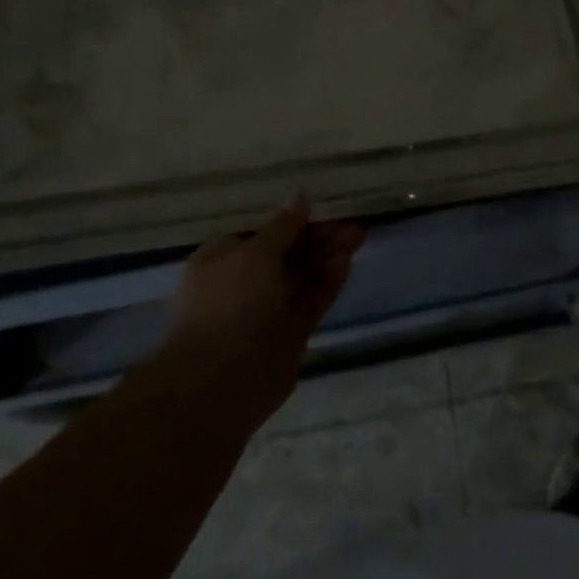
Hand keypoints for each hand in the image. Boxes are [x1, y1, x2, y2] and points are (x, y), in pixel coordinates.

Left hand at [164, 197, 363, 425]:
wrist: (220, 381)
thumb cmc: (230, 302)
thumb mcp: (256, 252)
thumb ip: (283, 226)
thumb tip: (300, 196)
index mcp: (225, 258)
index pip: (264, 231)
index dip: (294, 219)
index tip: (323, 207)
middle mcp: (245, 282)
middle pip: (289, 252)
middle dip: (319, 236)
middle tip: (351, 221)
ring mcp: (268, 309)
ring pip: (304, 275)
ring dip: (329, 255)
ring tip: (358, 234)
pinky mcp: (289, 334)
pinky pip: (311, 300)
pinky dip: (328, 281)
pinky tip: (346, 262)